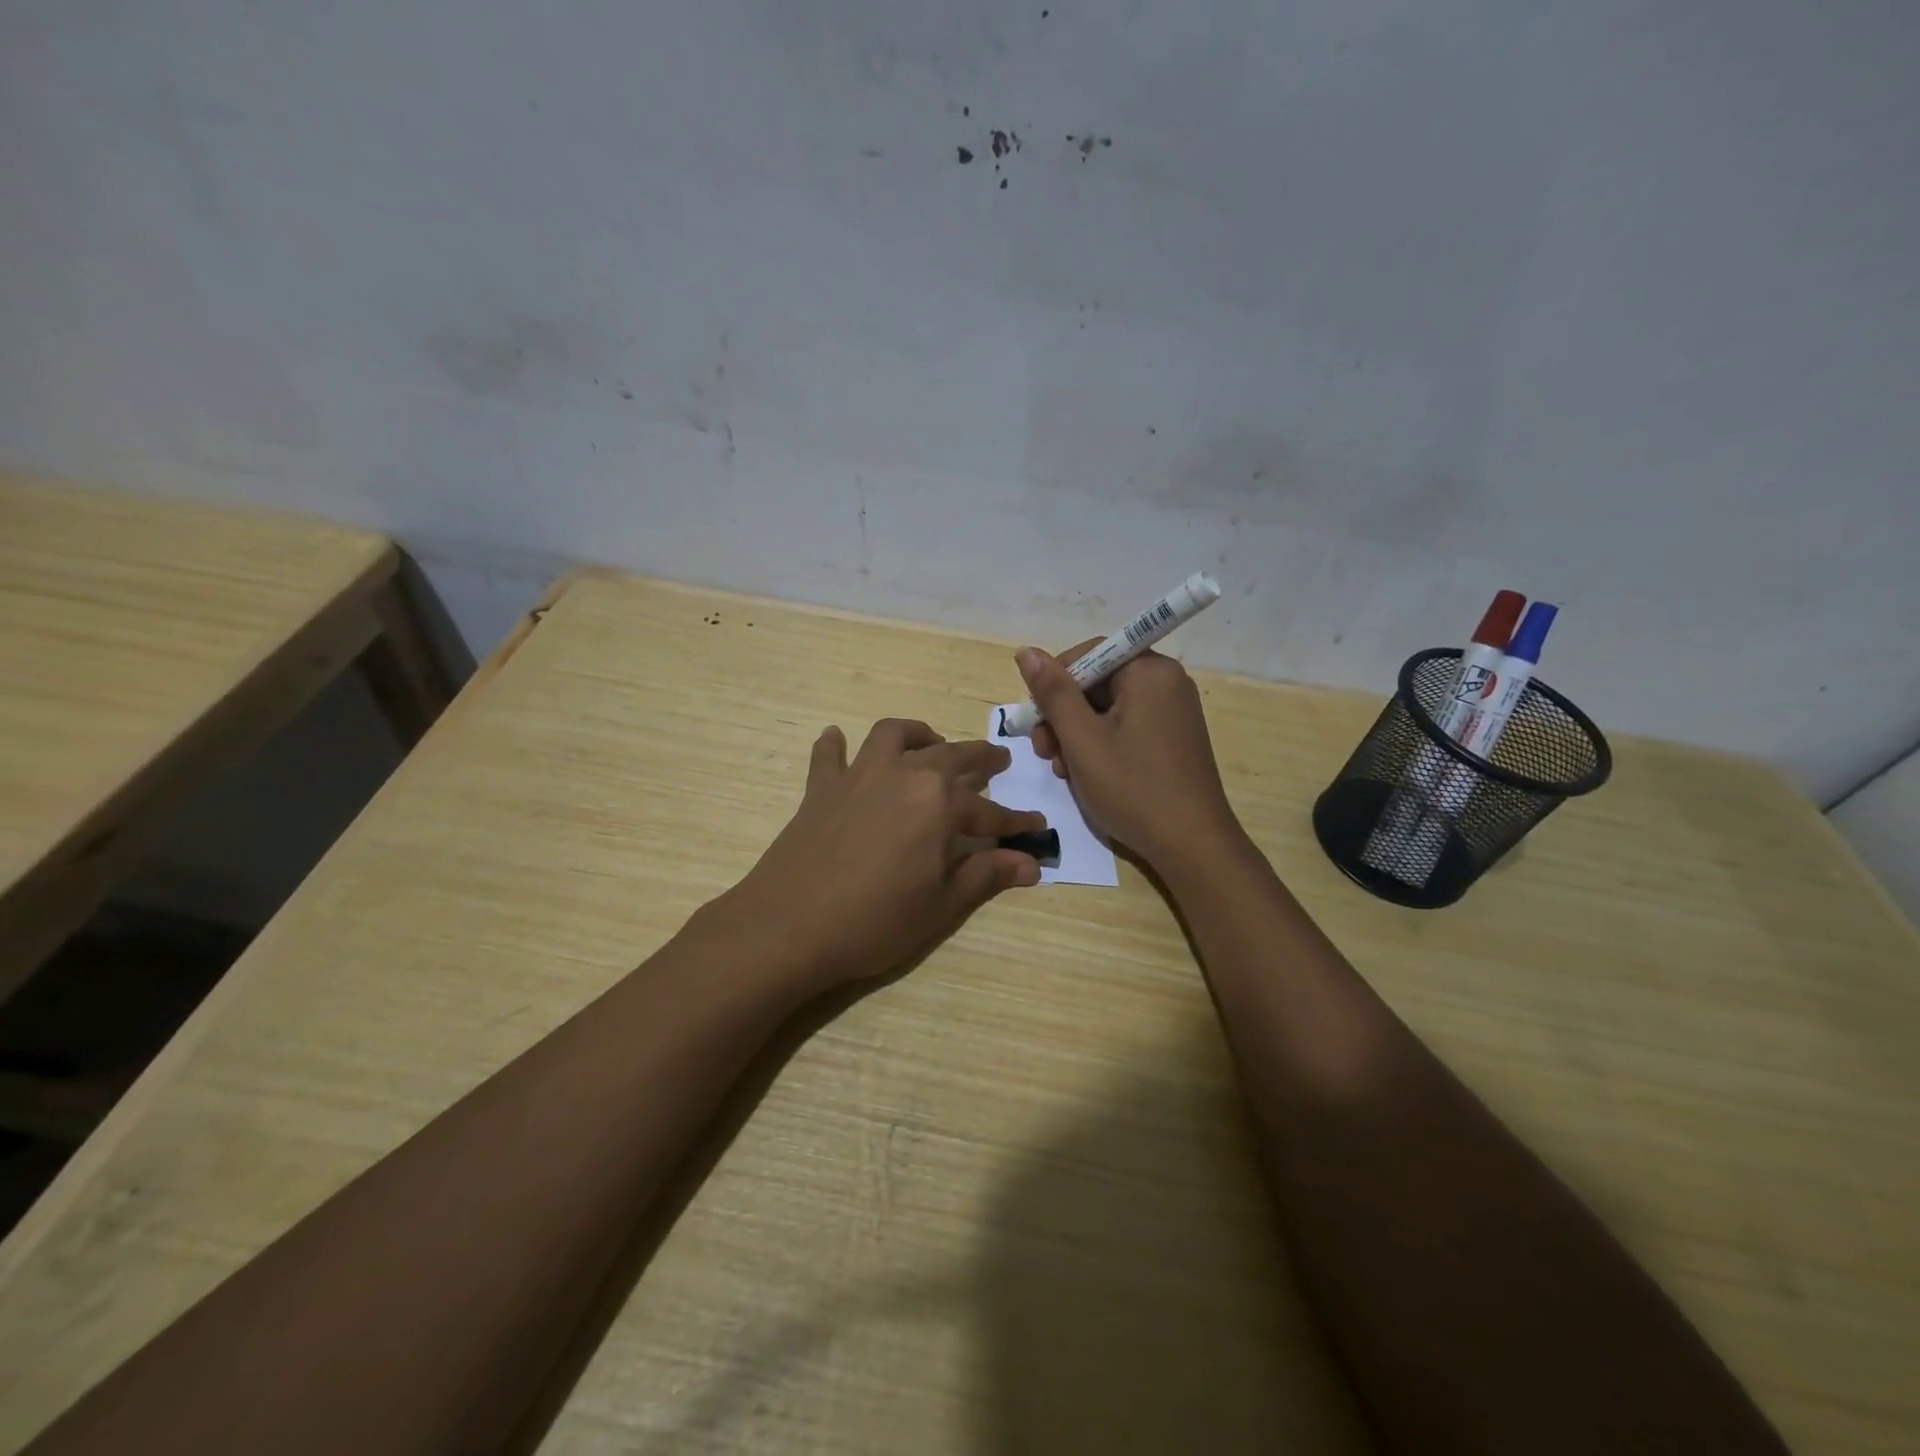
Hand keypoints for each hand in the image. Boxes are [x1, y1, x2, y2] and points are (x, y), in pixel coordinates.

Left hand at [714, 719, 1045, 990]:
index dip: (1015, 823)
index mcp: (939, 804)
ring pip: (894, 736)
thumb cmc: (875, 921)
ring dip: (918, 735)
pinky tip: (837, 739)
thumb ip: (986, 876)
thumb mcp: (941, 905)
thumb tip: (1031, 864)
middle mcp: (904, 775)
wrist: (789, 926)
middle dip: (980, 759)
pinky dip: (835, 745)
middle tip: (997, 762)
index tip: (1036, 826)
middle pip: (951, 756)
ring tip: (931, 742)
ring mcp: (859, 776)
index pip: (990, 812)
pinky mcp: (821, 788)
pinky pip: (829, 755)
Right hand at [1019, 642, 1241, 868]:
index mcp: (1150, 672)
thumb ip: (1053, 693)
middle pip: (1097, 682)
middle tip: (1044, 751)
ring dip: (1076, 734)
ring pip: (1108, 708)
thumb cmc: (1133, 788)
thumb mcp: (1082, 740)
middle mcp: (1167, 682)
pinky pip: (1126, 726)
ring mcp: (1173, 712)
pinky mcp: (1173, 738)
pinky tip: (1085, 774)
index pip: (1089, 653)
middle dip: (1063, 715)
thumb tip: (1025, 652)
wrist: (1191, 845)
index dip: (1055, 681)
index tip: (1037, 718)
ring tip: (1062, 770)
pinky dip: (1100, 744)